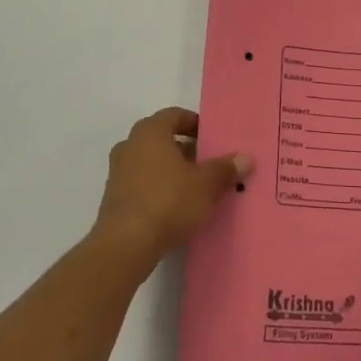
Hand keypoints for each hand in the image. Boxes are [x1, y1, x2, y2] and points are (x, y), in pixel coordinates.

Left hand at [93, 107, 253, 273]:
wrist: (125, 244)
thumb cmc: (168, 201)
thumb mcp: (205, 185)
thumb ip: (225, 169)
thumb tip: (246, 158)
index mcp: (150, 132)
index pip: (175, 115)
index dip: (195, 124)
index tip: (212, 139)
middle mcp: (130, 145)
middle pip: (162, 139)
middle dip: (186, 149)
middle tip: (209, 164)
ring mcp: (118, 172)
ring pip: (151, 162)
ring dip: (172, 170)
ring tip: (197, 187)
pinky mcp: (114, 198)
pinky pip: (142, 183)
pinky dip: (159, 188)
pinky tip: (176, 206)